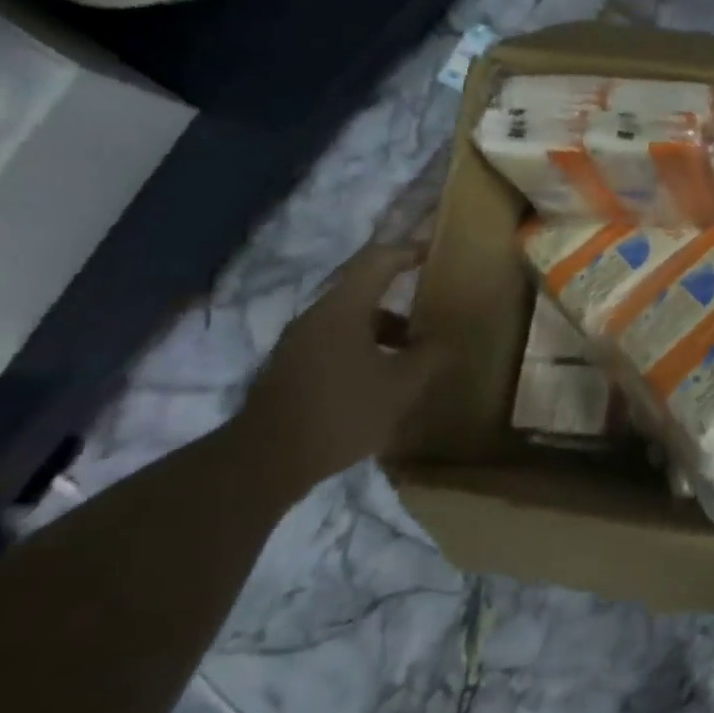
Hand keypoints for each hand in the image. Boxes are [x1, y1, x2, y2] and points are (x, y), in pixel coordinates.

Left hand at [230, 245, 445, 487]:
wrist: (266, 461)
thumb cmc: (341, 412)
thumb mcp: (401, 386)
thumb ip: (430, 356)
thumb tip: (447, 338)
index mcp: (342, 309)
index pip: (379, 261)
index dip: (409, 251)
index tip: (435, 251)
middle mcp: (316, 317)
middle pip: (364, 293)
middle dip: (402, 303)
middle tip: (433, 317)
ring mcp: (299, 343)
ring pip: (351, 322)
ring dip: (385, 333)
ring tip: (412, 360)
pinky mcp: (291, 369)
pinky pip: (336, 345)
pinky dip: (365, 352)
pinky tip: (380, 384)